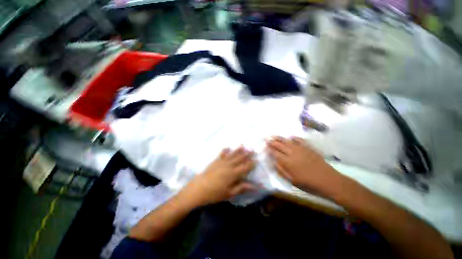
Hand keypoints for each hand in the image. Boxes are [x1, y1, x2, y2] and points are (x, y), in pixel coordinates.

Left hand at [185, 146, 255, 205]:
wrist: (198, 189)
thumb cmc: (215, 193)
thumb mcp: (229, 193)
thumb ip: (241, 187)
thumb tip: (254, 186)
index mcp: (234, 174)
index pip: (245, 167)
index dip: (251, 164)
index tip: (256, 160)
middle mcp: (229, 166)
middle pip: (240, 159)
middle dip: (247, 154)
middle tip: (252, 149)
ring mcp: (222, 162)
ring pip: (232, 155)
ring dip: (238, 150)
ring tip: (243, 145)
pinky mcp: (215, 161)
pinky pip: (222, 154)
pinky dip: (225, 150)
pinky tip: (228, 147)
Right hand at [266, 136, 341, 195]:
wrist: (328, 181)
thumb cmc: (308, 183)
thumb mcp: (292, 181)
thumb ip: (281, 170)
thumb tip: (273, 162)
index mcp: (287, 161)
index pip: (275, 153)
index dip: (269, 149)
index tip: (265, 146)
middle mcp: (292, 153)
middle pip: (279, 145)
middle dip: (272, 142)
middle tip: (266, 139)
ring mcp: (301, 149)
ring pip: (287, 141)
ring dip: (280, 138)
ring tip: (274, 136)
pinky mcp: (308, 148)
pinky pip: (300, 140)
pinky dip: (294, 138)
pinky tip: (291, 137)